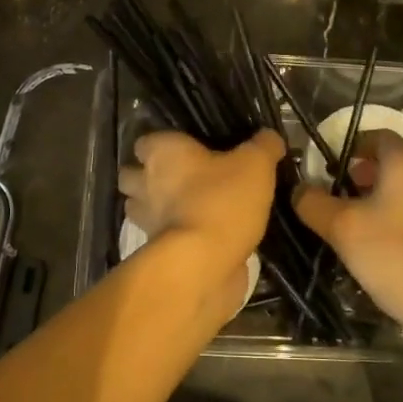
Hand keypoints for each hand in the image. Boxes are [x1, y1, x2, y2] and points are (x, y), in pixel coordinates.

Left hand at [119, 130, 283, 281]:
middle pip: (133, 175)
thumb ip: (263, 146)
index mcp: (162, 153)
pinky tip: (198, 233)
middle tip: (183, 178)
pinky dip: (172, 234)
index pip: (144, 142)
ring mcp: (146, 220)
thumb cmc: (222, 200)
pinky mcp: (155, 251)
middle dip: (148, 177)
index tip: (185, 150)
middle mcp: (144, 183)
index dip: (160, 145)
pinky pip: (160, 236)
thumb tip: (269, 138)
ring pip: (140, 207)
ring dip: (156, 207)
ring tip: (188, 206)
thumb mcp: (255, 164)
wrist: (204, 263)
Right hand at [294, 131, 402, 346]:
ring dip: (390, 187)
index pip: (375, 135)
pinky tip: (391, 237)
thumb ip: (313, 203)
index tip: (329, 171)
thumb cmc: (397, 258)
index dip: (350, 148)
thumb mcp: (342, 229)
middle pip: (399, 153)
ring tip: (365, 215)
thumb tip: (299, 189)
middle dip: (372, 166)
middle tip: (349, 189)